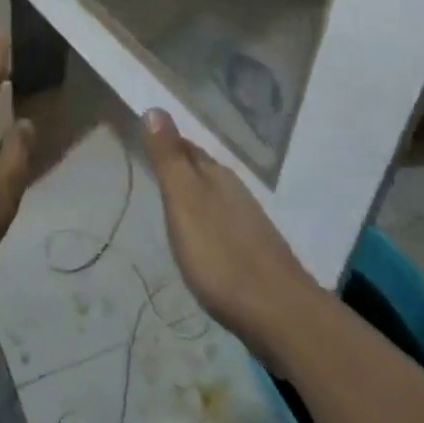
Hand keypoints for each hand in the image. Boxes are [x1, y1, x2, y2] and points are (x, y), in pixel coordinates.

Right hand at [140, 108, 319, 361]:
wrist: (279, 314)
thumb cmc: (221, 254)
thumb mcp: (185, 201)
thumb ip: (169, 158)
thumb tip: (155, 108)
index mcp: (216, 175)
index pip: (186, 146)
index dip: (165, 140)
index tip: (144, 134)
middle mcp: (235, 191)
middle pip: (202, 169)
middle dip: (180, 163)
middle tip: (152, 162)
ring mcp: (249, 223)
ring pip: (215, 195)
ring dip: (194, 192)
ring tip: (172, 197)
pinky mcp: (256, 253)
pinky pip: (224, 222)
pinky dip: (207, 220)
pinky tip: (202, 237)